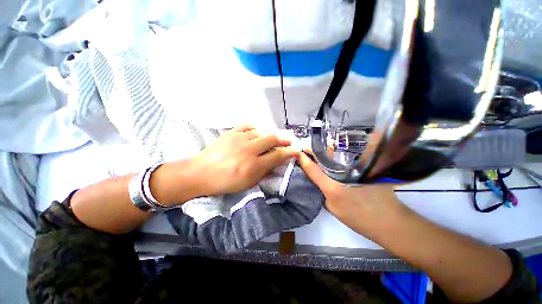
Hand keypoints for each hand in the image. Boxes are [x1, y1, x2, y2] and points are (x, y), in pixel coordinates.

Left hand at [192, 124, 299, 195]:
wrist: (201, 173)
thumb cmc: (226, 182)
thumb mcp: (248, 183)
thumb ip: (265, 172)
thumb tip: (277, 164)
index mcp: (254, 165)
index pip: (278, 155)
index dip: (289, 152)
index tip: (295, 151)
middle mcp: (249, 149)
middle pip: (272, 138)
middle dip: (283, 140)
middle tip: (288, 141)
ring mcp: (239, 138)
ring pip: (261, 131)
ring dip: (269, 135)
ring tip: (271, 139)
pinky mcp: (231, 132)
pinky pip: (248, 125)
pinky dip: (255, 128)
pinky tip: (257, 132)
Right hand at [296, 149, 404, 235]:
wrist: (389, 221)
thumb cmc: (358, 218)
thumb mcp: (333, 208)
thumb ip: (323, 193)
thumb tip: (318, 179)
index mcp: (332, 187)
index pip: (313, 169)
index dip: (304, 160)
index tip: (298, 153)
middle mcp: (343, 173)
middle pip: (325, 155)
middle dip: (314, 149)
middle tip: (307, 148)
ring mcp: (356, 168)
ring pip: (337, 152)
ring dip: (325, 148)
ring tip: (318, 148)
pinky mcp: (367, 166)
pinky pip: (348, 155)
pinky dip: (339, 152)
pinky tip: (335, 153)